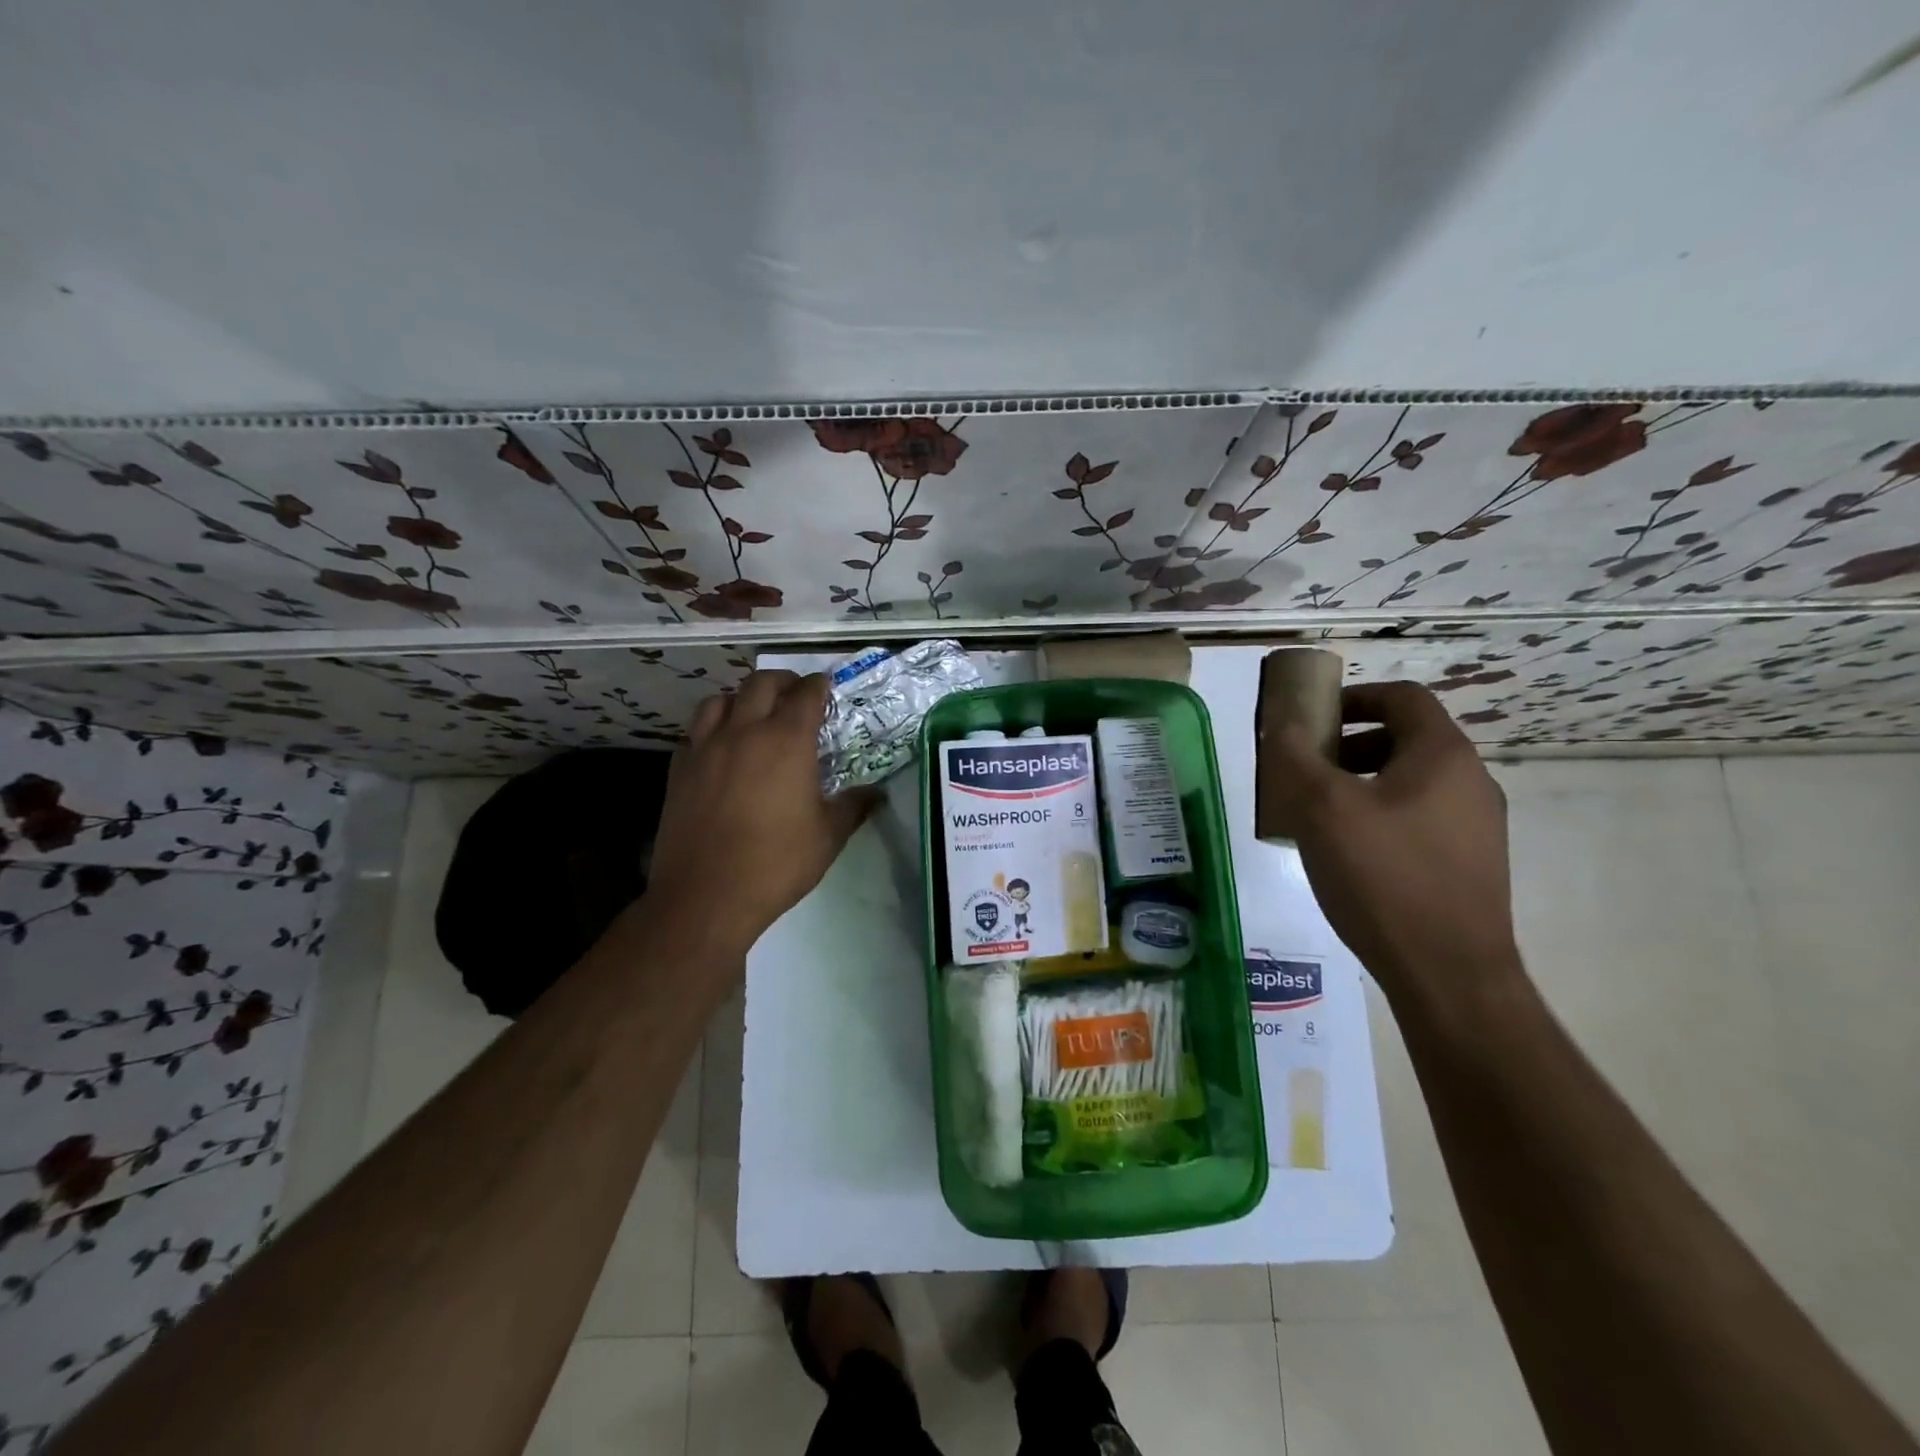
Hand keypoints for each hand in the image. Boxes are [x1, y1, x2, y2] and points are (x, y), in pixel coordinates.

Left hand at [642, 670, 876, 960]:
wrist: (706, 896)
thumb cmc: (777, 863)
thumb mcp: (828, 837)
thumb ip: (853, 807)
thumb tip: (877, 794)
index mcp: (786, 741)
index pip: (806, 694)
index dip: (818, 685)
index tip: (826, 686)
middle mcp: (744, 732)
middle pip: (760, 684)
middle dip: (782, 681)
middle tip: (794, 694)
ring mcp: (705, 748)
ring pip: (719, 701)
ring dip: (741, 699)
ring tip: (752, 714)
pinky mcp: (678, 770)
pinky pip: (693, 733)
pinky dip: (710, 729)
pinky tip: (719, 748)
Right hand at [1262, 680, 1521, 1007]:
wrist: (1449, 974)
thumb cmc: (1383, 877)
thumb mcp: (1321, 809)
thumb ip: (1295, 756)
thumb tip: (1282, 722)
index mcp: (1442, 756)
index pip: (1403, 698)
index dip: (1354, 696)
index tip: (1313, 716)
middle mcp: (1470, 781)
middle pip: (1405, 739)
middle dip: (1349, 744)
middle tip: (1306, 769)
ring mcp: (1477, 826)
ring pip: (1411, 782)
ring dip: (1361, 782)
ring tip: (1319, 815)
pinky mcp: (1471, 864)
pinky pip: (1420, 819)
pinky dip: (1380, 816)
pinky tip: (1348, 855)